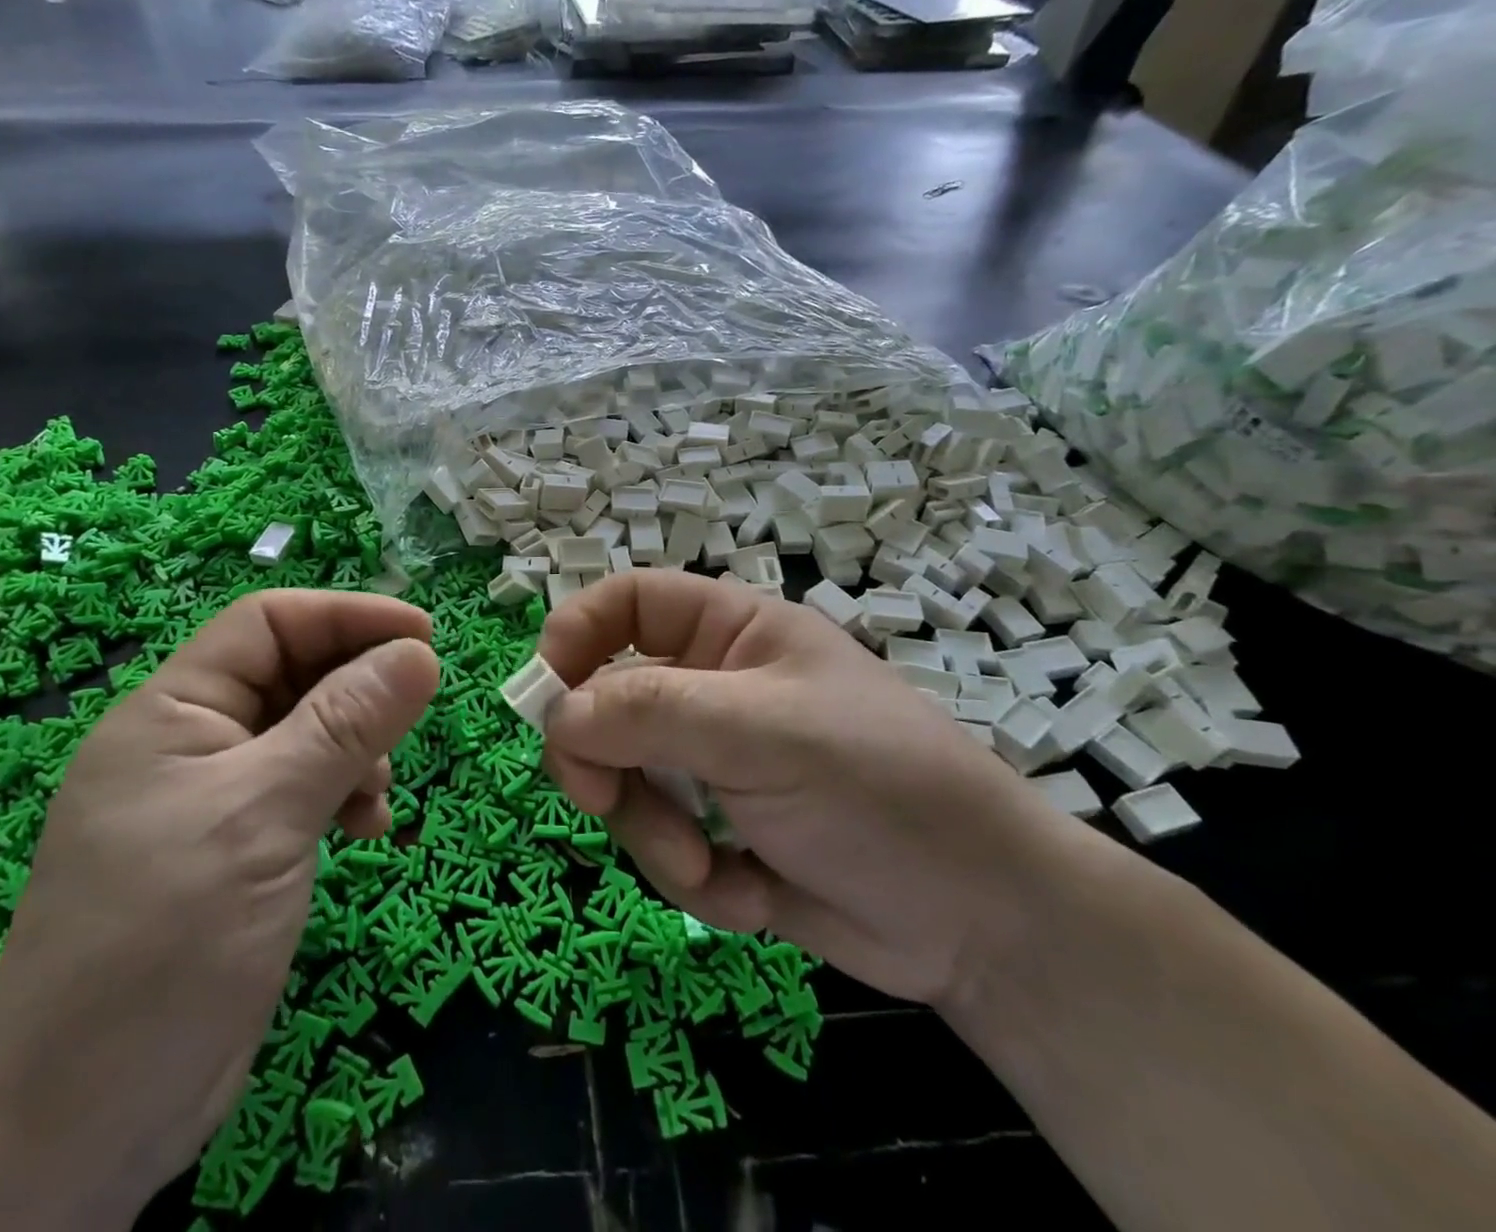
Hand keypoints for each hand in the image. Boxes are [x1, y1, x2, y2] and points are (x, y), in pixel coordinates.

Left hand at [0, 589, 439, 1224]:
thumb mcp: (265, 814)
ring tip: (380, 798)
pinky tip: (366, 832)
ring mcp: (212, 801)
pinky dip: (343, 797)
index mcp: (172, 712)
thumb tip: (420, 653)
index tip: (423, 636)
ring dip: (357, 750)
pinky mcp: (236, 851)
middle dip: (357, 691)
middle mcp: (191, 744)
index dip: (347, 616)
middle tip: (411, 719)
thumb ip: (344, 725)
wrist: (81, 1127)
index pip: (268, 624)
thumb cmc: (165, 941)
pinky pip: (304, 790)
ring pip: (306, 734)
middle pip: (292, 676)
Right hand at [538, 572, 1075, 1008]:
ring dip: (654, 831)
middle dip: (606, 761)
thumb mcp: (764, 733)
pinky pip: (660, 843)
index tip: (544, 693)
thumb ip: (651, 711)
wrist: (982, 922)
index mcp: (729, 635)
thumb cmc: (880, 788)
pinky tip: (753, 895)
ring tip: (711, 865)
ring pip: (624, 782)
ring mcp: (712, 765)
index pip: (626, 603)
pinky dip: (693, 877)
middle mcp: (712, 691)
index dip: (575, 633)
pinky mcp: (719, 833)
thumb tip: (555, 714)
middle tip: (608, 801)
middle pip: (606, 702)